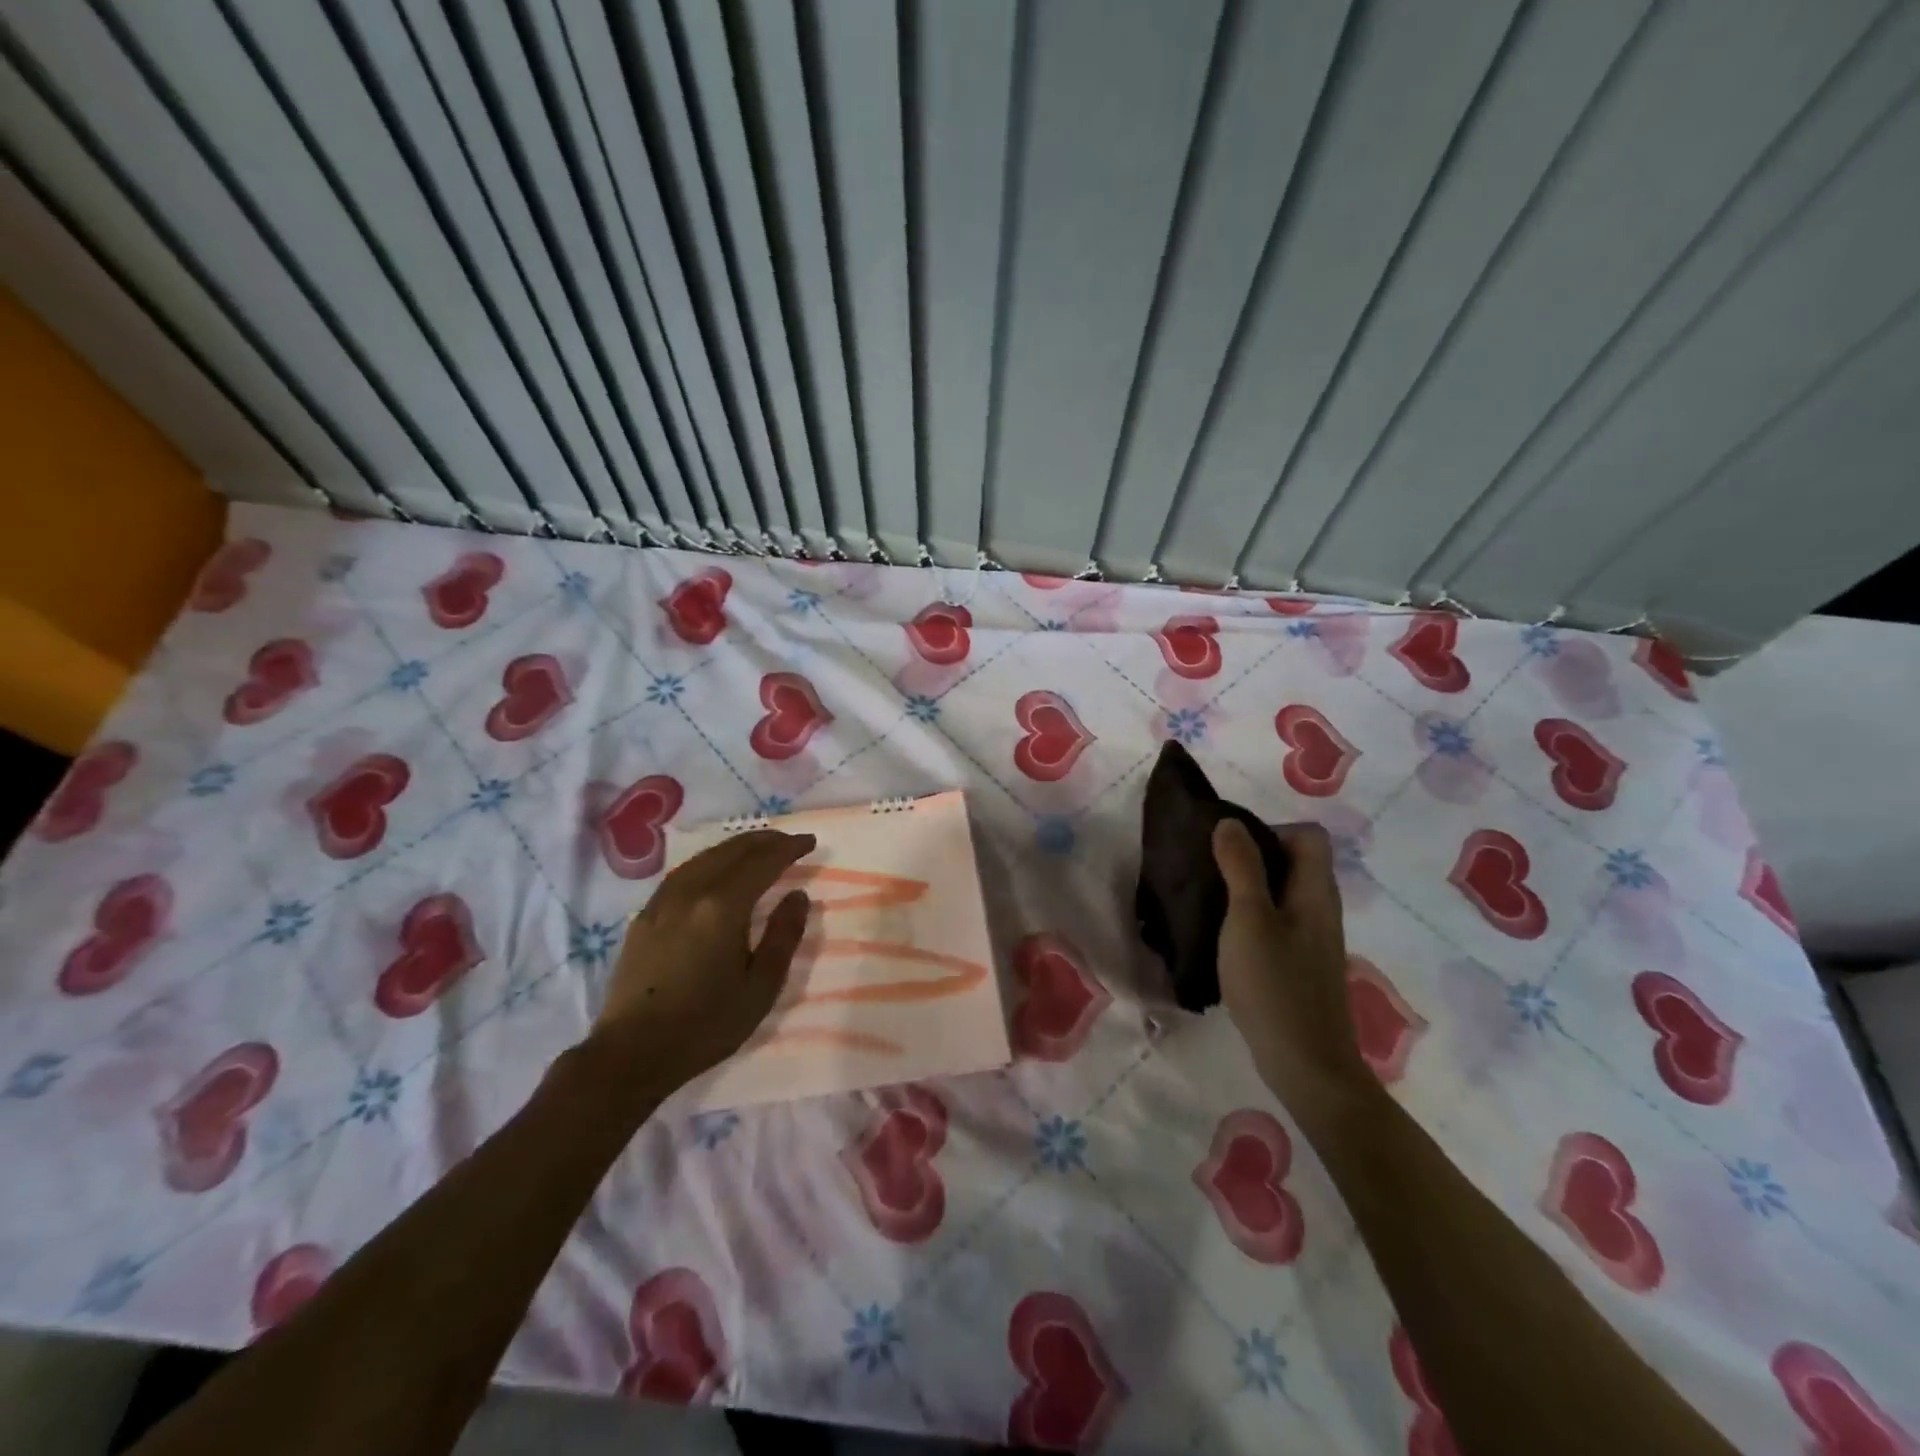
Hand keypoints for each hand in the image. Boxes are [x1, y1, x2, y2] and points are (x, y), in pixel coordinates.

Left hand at [595, 830, 815, 1088]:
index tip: (810, 842)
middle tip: (789, 842)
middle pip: (731, 850)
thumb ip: (784, 936)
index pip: (762, 862)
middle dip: (764, 840)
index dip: (789, 848)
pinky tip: (717, 871)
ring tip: (758, 850)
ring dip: (736, 847)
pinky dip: (711, 861)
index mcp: (722, 907)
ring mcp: (663, 901)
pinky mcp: (646, 915)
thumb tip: (798, 895)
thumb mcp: (760, 987)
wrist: (632, 1053)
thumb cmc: (706, 1024)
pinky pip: (685, 872)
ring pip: (705, 856)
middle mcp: (691, 892)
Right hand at [1212, 819, 1368, 1112]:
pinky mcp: (1298, 963)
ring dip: (1245, 887)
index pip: (1307, 835)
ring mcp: (1311, 939)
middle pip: (1292, 861)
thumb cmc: (1275, 985)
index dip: (1270, 830)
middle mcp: (1319, 908)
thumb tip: (1230, 822)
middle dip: (1250, 856)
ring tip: (1207, 898)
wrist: (1304, 1064)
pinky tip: (1220, 935)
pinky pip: (1275, 921)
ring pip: (1280, 893)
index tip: (1229, 848)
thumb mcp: (1249, 919)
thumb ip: (1241, 867)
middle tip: (1208, 869)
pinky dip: (1249, 917)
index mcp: (1315, 891)